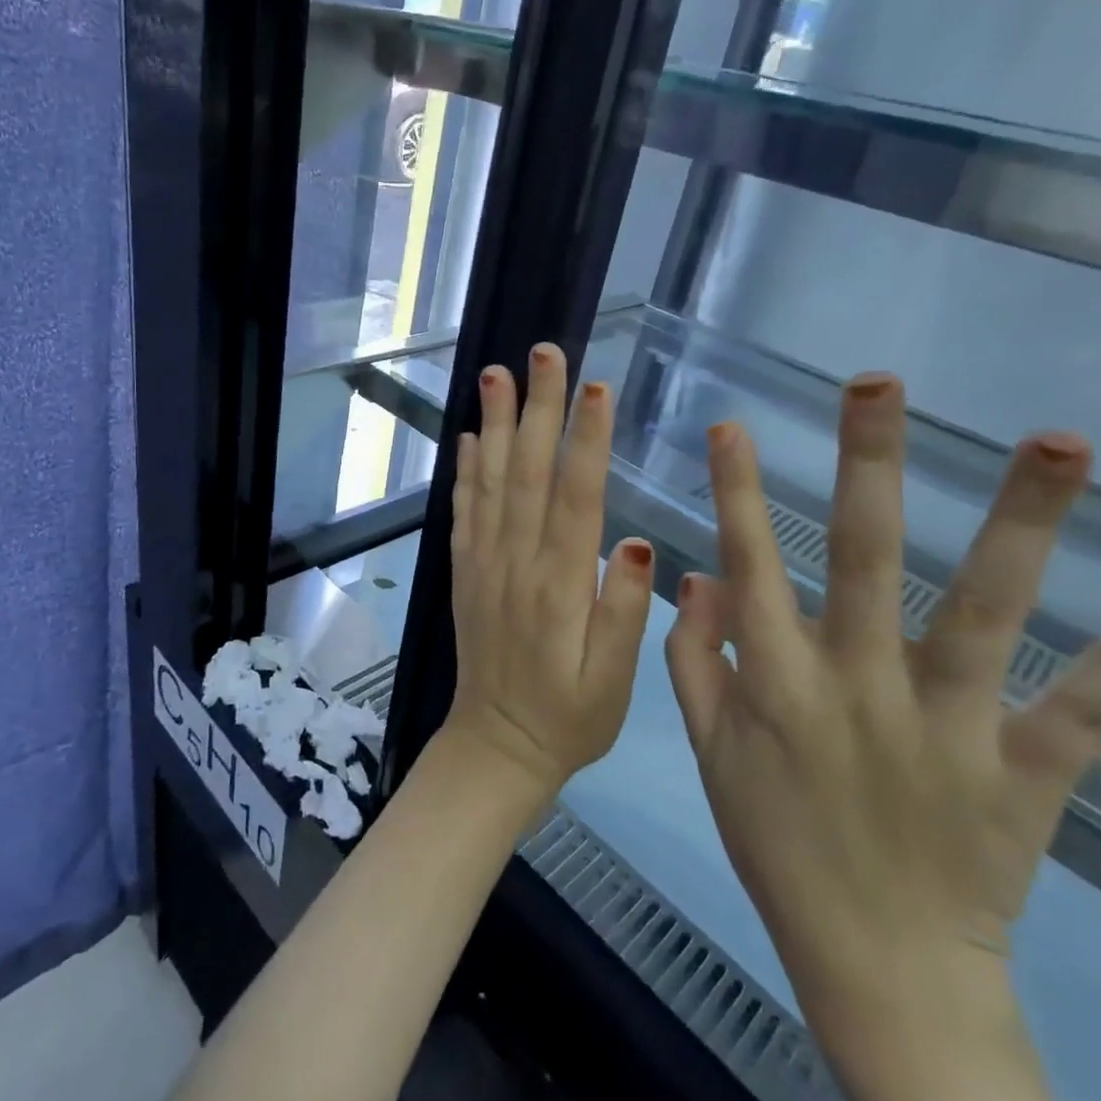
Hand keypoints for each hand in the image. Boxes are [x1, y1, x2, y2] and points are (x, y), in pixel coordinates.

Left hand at [445, 343, 655, 795]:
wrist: (497, 746)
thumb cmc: (570, 716)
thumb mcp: (614, 682)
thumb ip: (624, 613)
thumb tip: (638, 544)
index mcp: (561, 585)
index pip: (575, 498)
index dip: (585, 440)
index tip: (594, 387)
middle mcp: (516, 563)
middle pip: (528, 473)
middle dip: (537, 409)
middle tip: (542, 354)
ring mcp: (484, 564)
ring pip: (489, 482)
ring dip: (493, 425)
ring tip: (496, 374)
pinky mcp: (465, 572)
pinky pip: (463, 512)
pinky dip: (464, 471)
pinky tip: (468, 437)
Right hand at [665, 374, 1100, 1034]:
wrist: (878, 966)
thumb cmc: (778, 846)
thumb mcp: (711, 754)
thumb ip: (694, 660)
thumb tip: (696, 575)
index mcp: (779, 682)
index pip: (751, 564)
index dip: (739, 492)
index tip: (732, 424)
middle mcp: (859, 684)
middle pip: (866, 556)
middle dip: (869, 462)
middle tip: (882, 381)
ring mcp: (947, 724)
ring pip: (984, 609)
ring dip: (1021, 524)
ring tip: (1058, 440)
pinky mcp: (1024, 773)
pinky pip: (1081, 713)